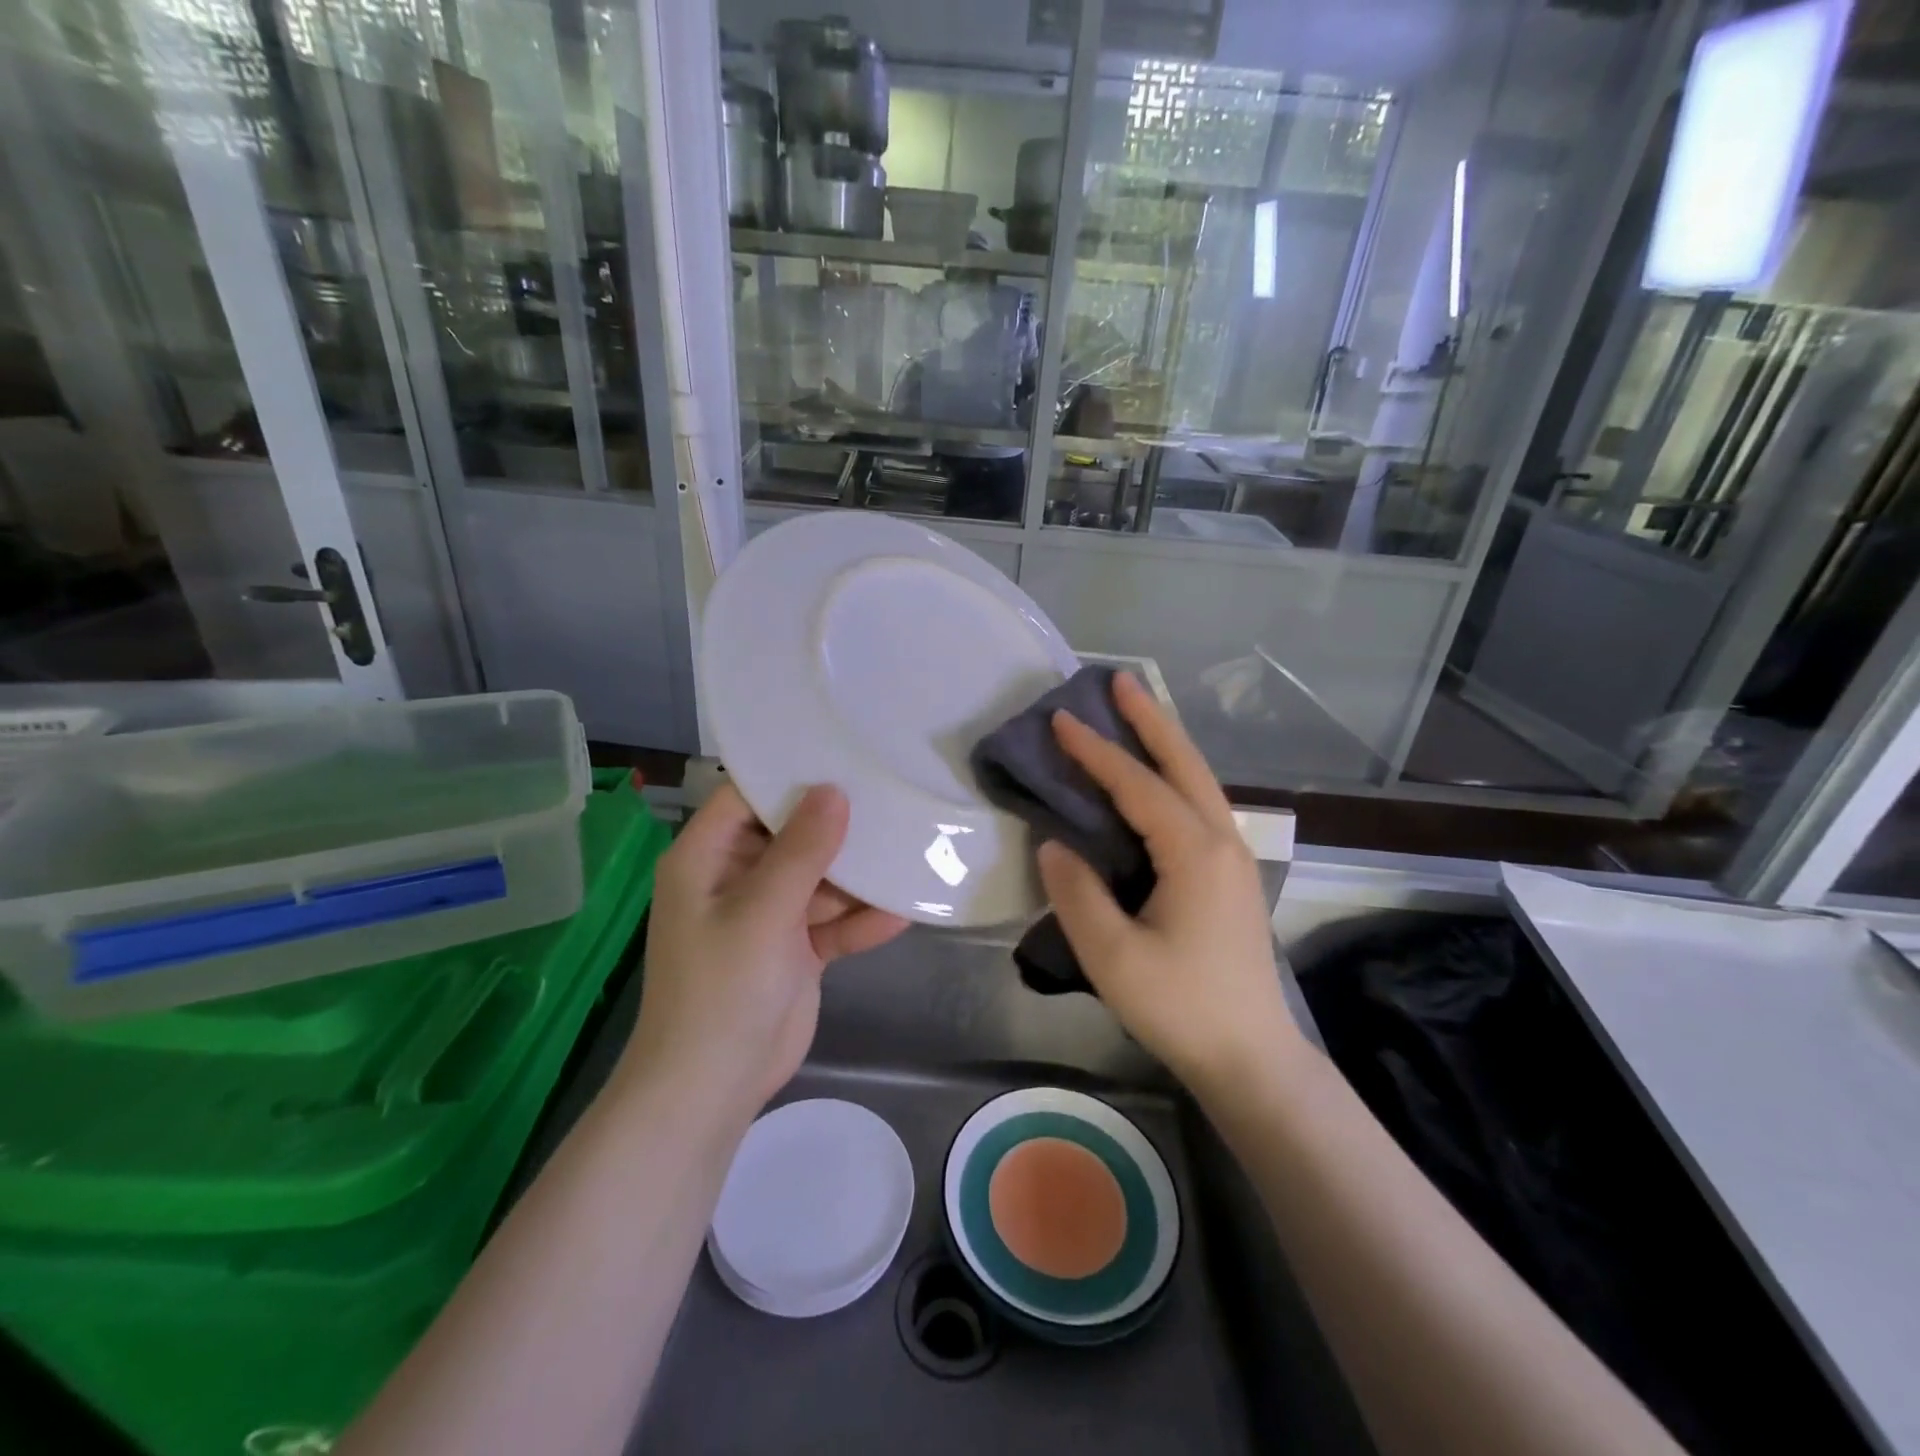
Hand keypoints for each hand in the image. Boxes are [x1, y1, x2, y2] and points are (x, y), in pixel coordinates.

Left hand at [622, 783, 907, 1122]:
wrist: (712, 1090)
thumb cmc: (722, 989)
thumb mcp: (762, 912)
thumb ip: (802, 851)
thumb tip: (834, 790)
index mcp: (707, 858)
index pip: (747, 796)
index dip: (790, 774)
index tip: (842, 753)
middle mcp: (736, 878)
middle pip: (791, 835)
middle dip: (838, 824)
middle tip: (891, 794)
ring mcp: (768, 915)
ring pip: (819, 879)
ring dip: (858, 875)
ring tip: (910, 848)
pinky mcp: (794, 949)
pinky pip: (832, 922)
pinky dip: (860, 920)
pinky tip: (904, 913)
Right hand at [1036, 673, 1300, 1090]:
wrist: (1250, 1056)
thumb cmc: (1180, 1006)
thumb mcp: (1113, 956)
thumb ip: (1077, 893)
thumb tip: (1054, 842)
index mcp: (1194, 852)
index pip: (1137, 785)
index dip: (1095, 751)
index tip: (1060, 718)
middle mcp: (1221, 840)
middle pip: (1184, 763)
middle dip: (1150, 719)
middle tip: (1118, 681)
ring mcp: (1232, 857)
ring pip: (1197, 781)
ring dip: (1165, 743)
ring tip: (1134, 714)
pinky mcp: (1230, 876)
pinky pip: (1198, 805)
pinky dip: (1173, 776)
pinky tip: (1154, 780)